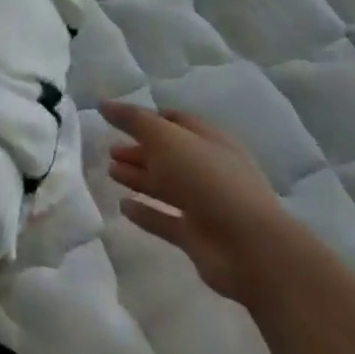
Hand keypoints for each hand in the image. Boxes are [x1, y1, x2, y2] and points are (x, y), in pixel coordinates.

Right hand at [101, 102, 288, 302]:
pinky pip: (165, 220)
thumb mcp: (167, 139)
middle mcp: (209, 170)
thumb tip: (104, 104)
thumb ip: (134, 120)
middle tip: (109, 150)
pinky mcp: (197, 237)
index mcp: (210, 141)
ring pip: (165, 186)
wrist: (250, 249)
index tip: (118, 118)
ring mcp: (205, 205)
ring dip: (138, 178)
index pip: (176, 121)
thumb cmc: (208, 181)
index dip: (148, 118)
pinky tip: (123, 207)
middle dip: (139, 150)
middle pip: (168, 155)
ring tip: (110, 172)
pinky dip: (145, 213)